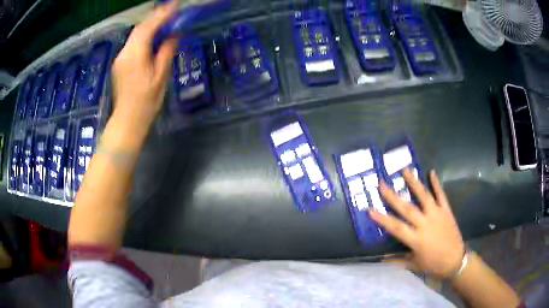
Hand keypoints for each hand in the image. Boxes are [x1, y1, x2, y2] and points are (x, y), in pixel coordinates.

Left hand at [111, 1, 177, 129]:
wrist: (128, 121)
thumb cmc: (146, 102)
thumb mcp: (161, 77)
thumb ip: (166, 52)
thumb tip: (174, 35)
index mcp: (135, 55)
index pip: (148, 27)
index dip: (162, 14)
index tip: (175, 5)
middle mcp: (124, 53)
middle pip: (140, 28)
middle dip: (156, 17)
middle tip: (172, 11)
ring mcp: (120, 58)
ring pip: (135, 35)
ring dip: (150, 25)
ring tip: (165, 21)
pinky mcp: (120, 63)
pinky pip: (133, 43)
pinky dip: (144, 35)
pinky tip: (153, 36)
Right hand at [369, 169, 464, 278]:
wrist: (456, 260)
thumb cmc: (434, 264)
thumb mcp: (414, 265)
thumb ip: (398, 259)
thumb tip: (381, 258)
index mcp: (416, 239)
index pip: (396, 227)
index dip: (382, 219)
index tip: (370, 209)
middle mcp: (425, 224)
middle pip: (407, 208)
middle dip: (393, 196)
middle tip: (382, 183)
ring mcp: (437, 215)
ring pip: (424, 196)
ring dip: (414, 183)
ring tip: (405, 169)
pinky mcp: (446, 211)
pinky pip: (441, 195)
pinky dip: (436, 183)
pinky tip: (431, 172)